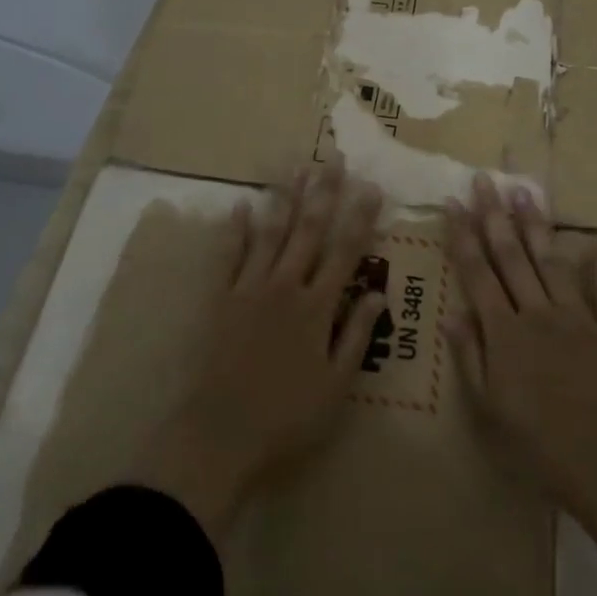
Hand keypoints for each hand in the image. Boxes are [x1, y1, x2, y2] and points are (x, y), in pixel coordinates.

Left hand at [130, 164, 386, 542]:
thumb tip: (378, 293)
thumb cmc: (286, 418)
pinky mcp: (220, 299)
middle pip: (308, 230)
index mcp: (317, 307)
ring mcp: (249, 288)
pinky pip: (229, 255)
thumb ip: (356, 335)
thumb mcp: (336, 386)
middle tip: (334, 160)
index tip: (371, 187)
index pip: (345, 252)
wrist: (218, 436)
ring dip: (285, 198)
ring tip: (296, 167)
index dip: (360, 218)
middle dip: (324, 193)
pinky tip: (240, 204)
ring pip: (271, 233)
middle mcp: (285, 286)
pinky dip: (235, 228)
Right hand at [444, 174, 596, 595]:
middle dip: (495, 216)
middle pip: (511, 256)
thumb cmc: (538, 443)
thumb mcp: (489, 408)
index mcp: (504, 331)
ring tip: (525, 192)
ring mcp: (578, 316)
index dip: (463, 236)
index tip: (453, 203)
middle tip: (485, 180)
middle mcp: (537, 312)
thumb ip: (470, 356)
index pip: (477, 273)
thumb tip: (450, 313)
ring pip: (552, 262)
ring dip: (537, 226)